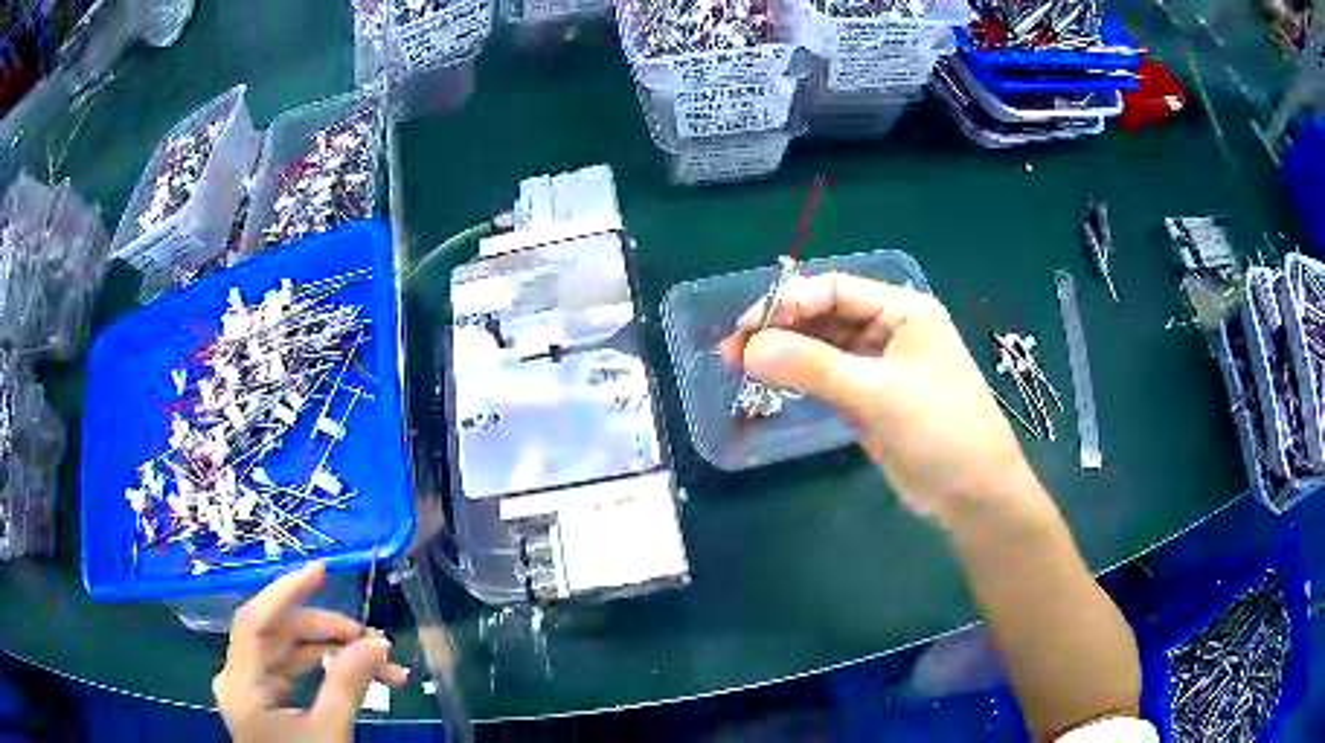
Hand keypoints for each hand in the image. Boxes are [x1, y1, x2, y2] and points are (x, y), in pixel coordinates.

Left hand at [213, 562, 408, 742]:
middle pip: (278, 636)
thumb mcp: (329, 733)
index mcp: (241, 685)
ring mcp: (251, 690)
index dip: (285, 592)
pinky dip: (323, 670)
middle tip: (374, 640)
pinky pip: (292, 672)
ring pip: (289, 653)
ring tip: (379, 663)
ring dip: (332, 653)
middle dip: (328, 634)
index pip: (255, 622)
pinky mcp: (265, 702)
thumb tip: (378, 643)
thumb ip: (348, 686)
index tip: (321, 571)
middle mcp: (238, 679)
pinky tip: (354, 673)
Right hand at [720, 273, 1039, 525]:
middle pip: (826, 317)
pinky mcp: (871, 400)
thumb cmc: (941, 429)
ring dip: (786, 355)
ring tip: (740, 369)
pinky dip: (800, 380)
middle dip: (781, 330)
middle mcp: (891, 330)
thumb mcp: (880, 393)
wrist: (973, 494)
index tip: (747, 328)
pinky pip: (828, 379)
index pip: (835, 290)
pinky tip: (772, 385)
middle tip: (733, 353)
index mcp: (904, 310)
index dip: (789, 303)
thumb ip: (814, 367)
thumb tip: (749, 349)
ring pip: (824, 349)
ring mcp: (880, 367)